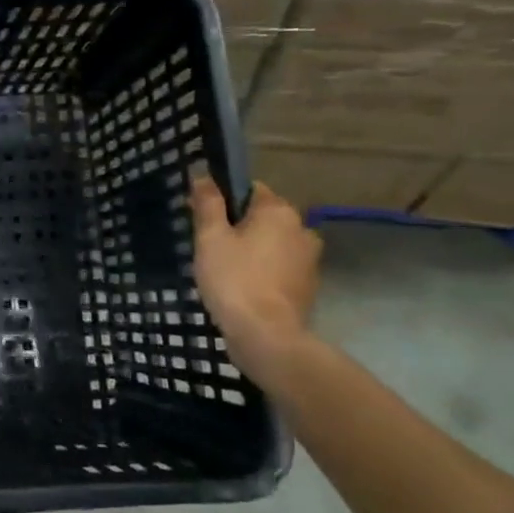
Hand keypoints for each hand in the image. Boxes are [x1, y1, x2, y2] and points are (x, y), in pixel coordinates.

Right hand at [189, 176, 321, 372]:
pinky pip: (281, 267)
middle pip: (263, 217)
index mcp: (278, 211)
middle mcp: (302, 228)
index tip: (204, 219)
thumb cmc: (234, 280)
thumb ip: (208, 204)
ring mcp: (309, 259)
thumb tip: (203, 176)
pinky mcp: (309, 286)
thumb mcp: (210, 238)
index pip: (250, 189)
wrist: (267, 336)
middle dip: (239, 226)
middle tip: (210, 247)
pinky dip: (264, 271)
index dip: (223, 200)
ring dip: (253, 250)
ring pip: (273, 243)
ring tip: (226, 270)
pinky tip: (244, 287)